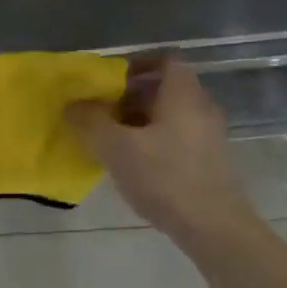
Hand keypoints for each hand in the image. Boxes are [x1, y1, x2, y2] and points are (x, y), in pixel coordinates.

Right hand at [67, 55, 256, 243]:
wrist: (213, 227)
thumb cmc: (165, 176)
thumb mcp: (117, 147)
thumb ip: (91, 121)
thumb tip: (73, 103)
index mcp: (183, 93)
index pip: (165, 60)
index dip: (137, 63)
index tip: (110, 80)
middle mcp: (201, 107)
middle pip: (165, 88)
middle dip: (131, 96)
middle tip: (102, 110)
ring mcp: (209, 135)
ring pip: (170, 115)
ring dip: (141, 121)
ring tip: (111, 139)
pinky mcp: (210, 161)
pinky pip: (178, 137)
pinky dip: (155, 141)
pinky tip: (134, 163)